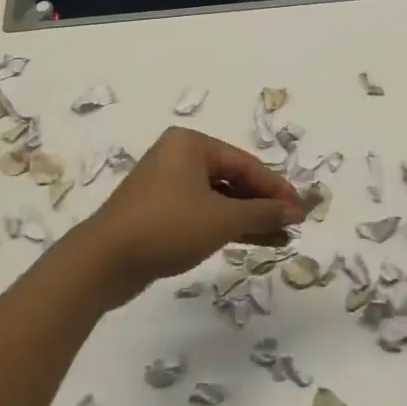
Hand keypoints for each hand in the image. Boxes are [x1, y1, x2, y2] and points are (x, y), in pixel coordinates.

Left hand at [75, 127, 307, 306]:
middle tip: (292, 224)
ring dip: (248, 217)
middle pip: (232, 178)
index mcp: (191, 145)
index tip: (301, 210)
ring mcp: (166, 185)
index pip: (245, 163)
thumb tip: (296, 210)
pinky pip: (202, 212)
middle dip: (263, 203)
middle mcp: (178, 157)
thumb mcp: (221, 219)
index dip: (276, 188)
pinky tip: (251, 241)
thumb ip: (262, 212)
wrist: (105, 260)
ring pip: (218, 198)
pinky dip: (225, 225)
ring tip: (280, 238)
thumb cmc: (167, 226)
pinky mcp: (159, 212)